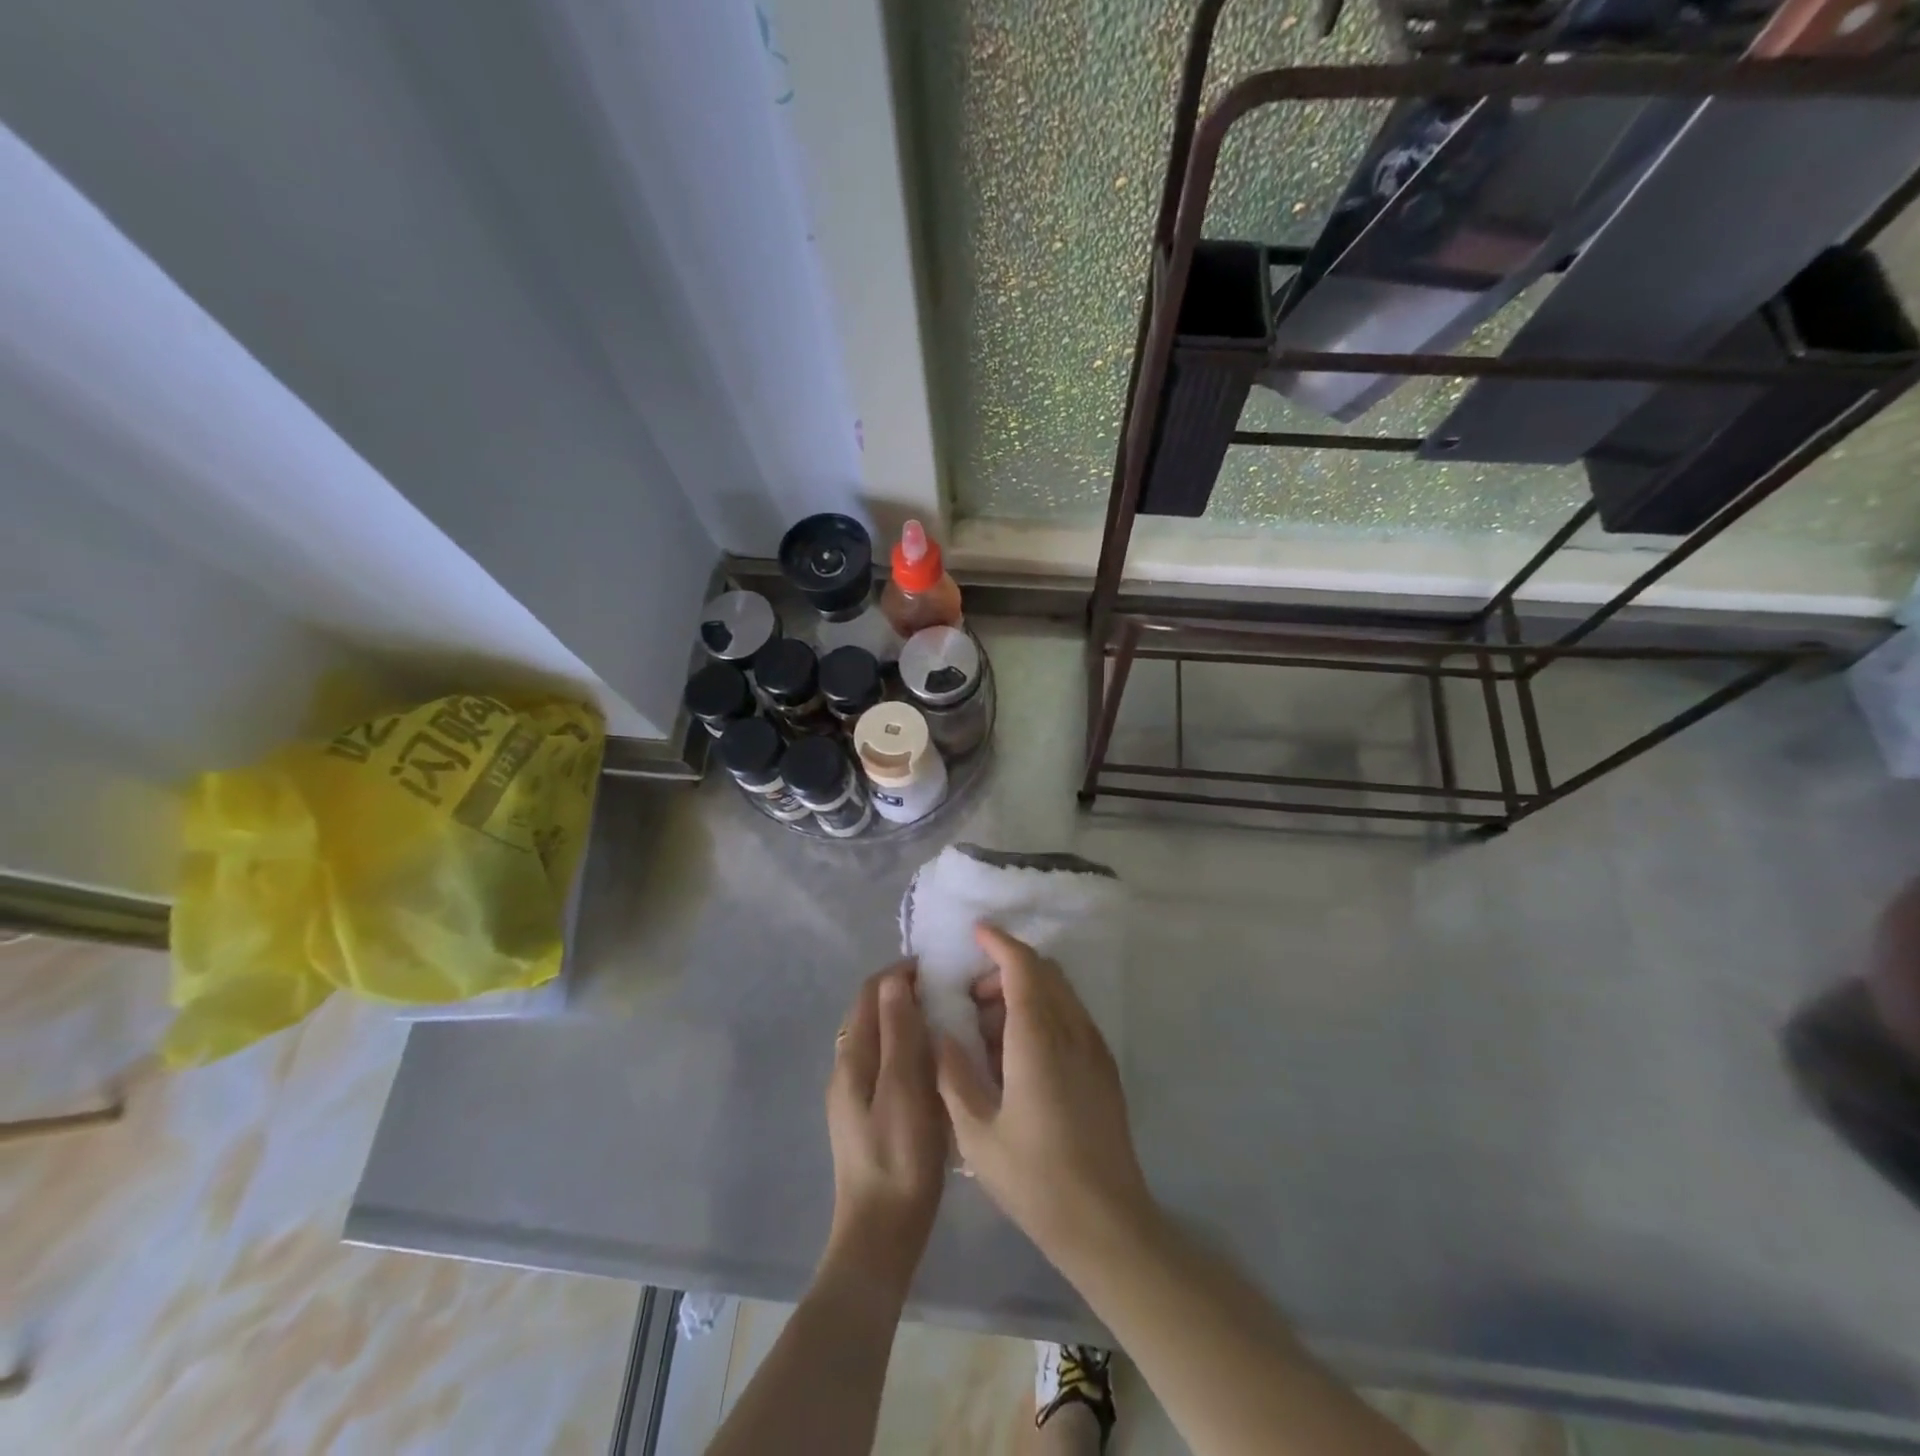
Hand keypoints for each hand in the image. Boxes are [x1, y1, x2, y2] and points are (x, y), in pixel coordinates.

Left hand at [824, 964, 947, 1297]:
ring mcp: (856, 1093)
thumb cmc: (899, 1157)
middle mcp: (847, 1067)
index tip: (939, 968)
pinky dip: (910, 1048)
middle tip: (950, 991)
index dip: (900, 973)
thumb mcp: (904, 1088)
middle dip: (906, 993)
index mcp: (852, 1057)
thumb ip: (899, 1033)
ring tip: (949, 1020)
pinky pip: (888, 1062)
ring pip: (882, 1037)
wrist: (882, 1234)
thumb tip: (895, 980)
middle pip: (873, 1012)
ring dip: (909, 1020)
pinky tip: (937, 1062)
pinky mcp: (870, 1113)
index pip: (870, 992)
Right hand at [935, 924, 1155, 1271]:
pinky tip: (1020, 1053)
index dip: (999, 942)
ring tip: (990, 1030)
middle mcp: (1072, 1031)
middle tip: (972, 998)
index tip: (975, 933)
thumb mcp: (977, 1134)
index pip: (1022, 967)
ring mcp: (1094, 1048)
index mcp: (1038, 1039)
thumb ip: (953, 1076)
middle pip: (1044, 972)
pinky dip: (1044, 1012)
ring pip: (1060, 993)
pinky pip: (1071, 1017)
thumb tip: (941, 1036)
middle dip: (1006, 969)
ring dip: (1026, 990)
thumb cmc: (1035, 1179)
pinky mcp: (1104, 1068)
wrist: (1107, 1224)